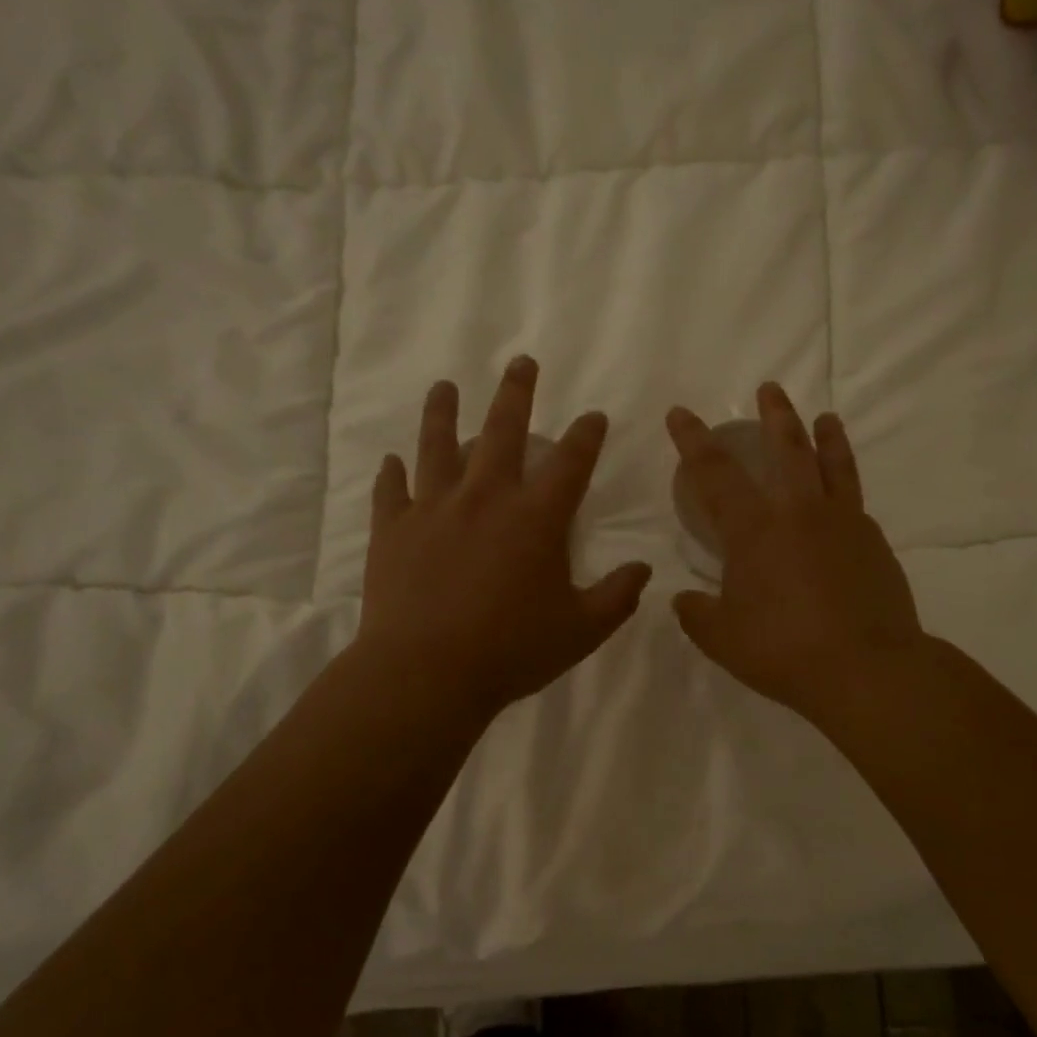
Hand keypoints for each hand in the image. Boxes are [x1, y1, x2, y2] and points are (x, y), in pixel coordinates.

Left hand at [358, 356, 652, 723]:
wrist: (426, 673)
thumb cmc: (511, 651)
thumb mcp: (581, 631)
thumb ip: (617, 596)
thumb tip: (644, 569)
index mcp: (536, 518)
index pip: (571, 462)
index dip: (587, 435)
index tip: (594, 416)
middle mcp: (486, 498)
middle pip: (503, 430)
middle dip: (516, 393)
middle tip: (521, 362)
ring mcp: (434, 508)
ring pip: (438, 445)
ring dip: (443, 412)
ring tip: (444, 386)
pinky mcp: (394, 529)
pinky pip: (392, 491)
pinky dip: (393, 474)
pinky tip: (392, 460)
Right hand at [668, 385, 924, 724]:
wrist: (867, 669)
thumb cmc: (784, 650)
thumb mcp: (723, 638)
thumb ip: (697, 614)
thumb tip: (684, 599)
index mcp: (754, 530)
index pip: (715, 473)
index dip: (693, 440)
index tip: (682, 414)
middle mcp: (799, 513)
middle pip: (786, 448)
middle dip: (774, 415)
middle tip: (769, 389)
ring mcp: (843, 523)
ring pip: (832, 465)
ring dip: (825, 436)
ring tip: (825, 417)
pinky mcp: (874, 542)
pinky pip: (854, 502)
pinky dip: (845, 489)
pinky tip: (842, 499)